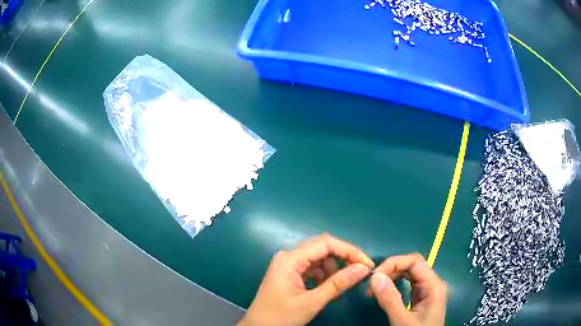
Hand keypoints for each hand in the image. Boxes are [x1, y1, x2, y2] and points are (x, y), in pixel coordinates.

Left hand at [238, 234, 374, 325]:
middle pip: (322, 249)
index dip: (349, 251)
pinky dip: (324, 277)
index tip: (367, 265)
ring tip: (343, 285)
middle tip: (361, 272)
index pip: (325, 243)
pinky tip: (330, 289)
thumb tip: (364, 268)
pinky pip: (312, 269)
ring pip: (318, 259)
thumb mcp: (311, 302)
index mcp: (290, 259)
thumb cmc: (281, 317)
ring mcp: (288, 265)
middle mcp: (288, 257)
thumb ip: (338, 284)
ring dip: (334, 269)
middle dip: (344, 259)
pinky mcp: (289, 274)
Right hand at [369, 254, 446, 325]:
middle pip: (412, 265)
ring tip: (374, 289)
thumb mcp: (402, 320)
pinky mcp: (421, 298)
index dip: (393, 263)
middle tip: (372, 284)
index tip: (374, 277)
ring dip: (391, 277)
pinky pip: (408, 284)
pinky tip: (385, 292)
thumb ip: (390, 299)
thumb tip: (374, 277)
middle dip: (391, 270)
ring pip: (409, 273)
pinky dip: (394, 284)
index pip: (414, 261)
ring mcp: (427, 291)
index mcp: (433, 285)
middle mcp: (432, 284)